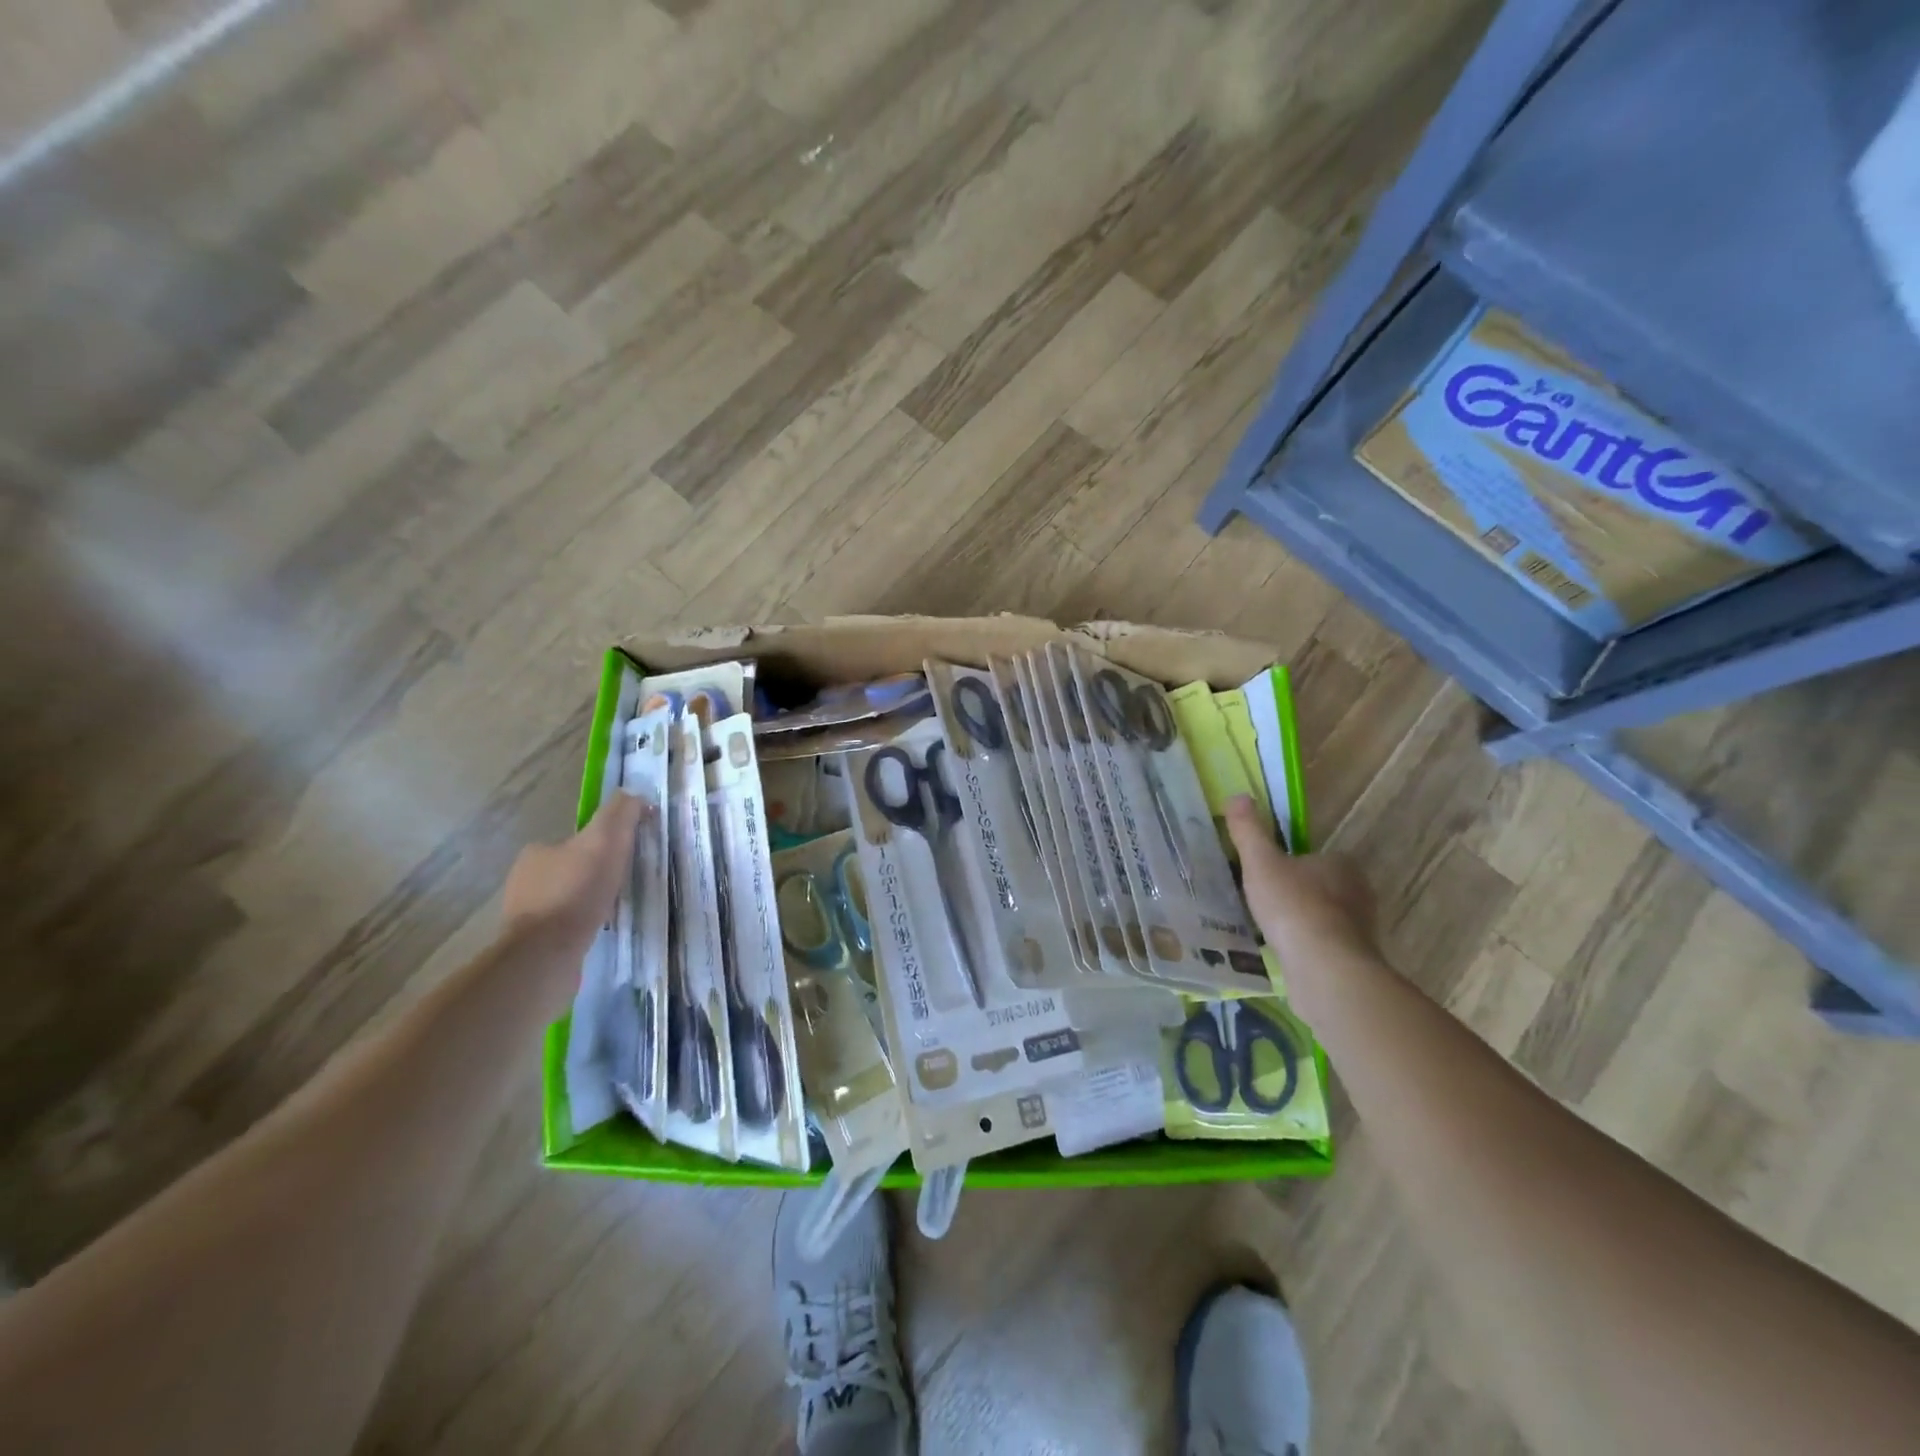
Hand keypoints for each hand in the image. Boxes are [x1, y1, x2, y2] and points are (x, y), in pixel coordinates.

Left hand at [503, 793, 648, 951]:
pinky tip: (600, 932)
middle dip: (597, 875)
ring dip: (590, 903)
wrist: (546, 955)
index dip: (604, 845)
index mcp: (537, 853)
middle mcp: (525, 881)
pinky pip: (565, 928)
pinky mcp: (533, 945)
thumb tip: (635, 795)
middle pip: (573, 869)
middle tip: (627, 884)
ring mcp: (526, 916)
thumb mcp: (606, 839)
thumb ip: (620, 813)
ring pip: (568, 900)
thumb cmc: (576, 892)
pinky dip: (583, 927)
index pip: (576, 840)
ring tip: (618, 910)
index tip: (627, 857)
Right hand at [1226, 795, 1376, 963]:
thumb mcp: (1260, 862)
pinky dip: (1309, 947)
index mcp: (1340, 863)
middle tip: (1265, 902)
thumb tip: (1237, 796)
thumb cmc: (1293, 905)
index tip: (1267, 876)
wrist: (1324, 966)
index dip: (1290, 864)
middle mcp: (1358, 891)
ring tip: (1272, 930)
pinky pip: (1326, 945)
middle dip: (1298, 893)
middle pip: (1322, 886)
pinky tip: (1286, 953)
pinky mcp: (1356, 958)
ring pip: (1325, 916)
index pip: (1314, 856)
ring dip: (1303, 921)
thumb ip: (1249, 831)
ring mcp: (1361, 927)